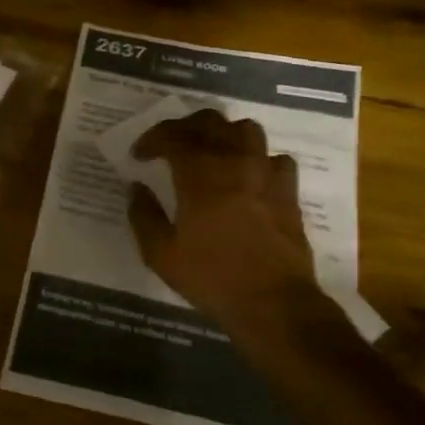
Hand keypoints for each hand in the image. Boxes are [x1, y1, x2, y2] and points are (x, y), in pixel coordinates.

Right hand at [128, 109, 320, 333]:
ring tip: (210, 151)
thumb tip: (136, 187)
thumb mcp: (161, 254)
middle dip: (184, 127)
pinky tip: (248, 176)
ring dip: (223, 133)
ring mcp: (266, 173)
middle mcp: (234, 162)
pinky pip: (274, 157)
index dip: (152, 139)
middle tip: (170, 146)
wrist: (273, 302)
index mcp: (199, 174)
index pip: (172, 135)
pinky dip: (257, 159)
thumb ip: (143, 215)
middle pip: (209, 122)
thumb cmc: (212, 277)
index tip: (139, 155)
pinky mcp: (288, 190)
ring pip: (246, 130)